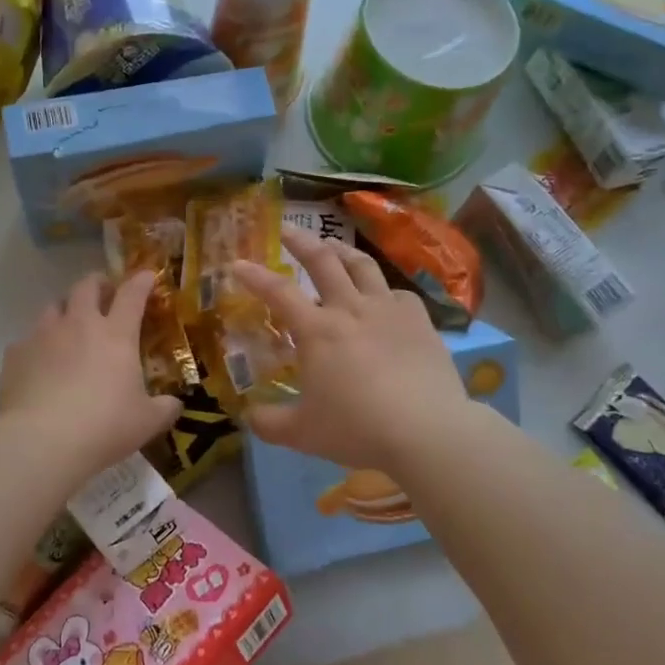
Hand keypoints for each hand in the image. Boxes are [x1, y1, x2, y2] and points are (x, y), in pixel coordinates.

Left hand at [0, 272, 182, 478]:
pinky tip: (40, 363)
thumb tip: (174, 404)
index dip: (141, 282)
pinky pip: (28, 339)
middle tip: (104, 292)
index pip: (132, 295)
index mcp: (116, 335)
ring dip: (65, 309)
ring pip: (53, 306)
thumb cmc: (104, 426)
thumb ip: (164, 409)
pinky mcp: (15, 354)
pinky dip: (38, 344)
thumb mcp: (146, 422)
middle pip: (87, 286)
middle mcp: (79, 324)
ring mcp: (43, 336)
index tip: (147, 276)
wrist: (42, 441)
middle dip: (98, 283)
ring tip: (69, 324)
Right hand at [234, 228, 469, 472]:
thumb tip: (249, 417)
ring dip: (342, 251)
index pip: (278, 292)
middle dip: (300, 241)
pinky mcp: (420, 321)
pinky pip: (398, 293)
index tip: (237, 263)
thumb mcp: (302, 434)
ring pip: (362, 266)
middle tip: (287, 230)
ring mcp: (388, 310)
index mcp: (317, 331)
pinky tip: (382, 297)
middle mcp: (350, 309)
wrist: (428, 431)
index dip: (254, 276)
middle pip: (323, 261)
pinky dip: (383, 290)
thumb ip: (269, 422)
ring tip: (333, 246)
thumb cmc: (357, 429)